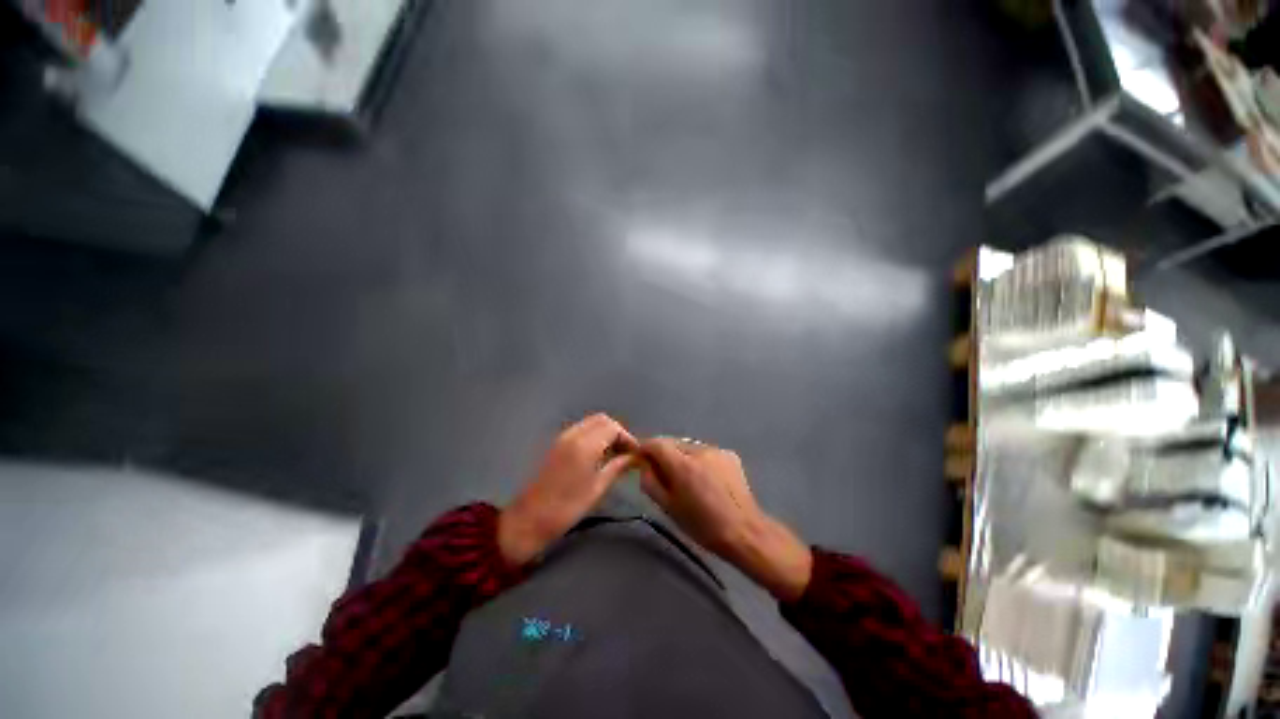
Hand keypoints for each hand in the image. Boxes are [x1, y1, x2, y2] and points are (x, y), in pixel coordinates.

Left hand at [498, 414, 638, 564]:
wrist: (529, 520)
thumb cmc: (567, 508)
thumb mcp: (597, 488)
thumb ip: (617, 467)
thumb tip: (634, 457)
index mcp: (585, 444)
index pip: (613, 427)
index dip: (628, 438)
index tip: (636, 454)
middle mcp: (573, 434)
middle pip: (602, 420)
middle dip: (617, 432)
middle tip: (626, 453)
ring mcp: (562, 437)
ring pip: (590, 423)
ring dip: (605, 433)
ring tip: (614, 455)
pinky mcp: (556, 444)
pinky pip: (580, 430)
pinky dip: (593, 436)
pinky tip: (598, 456)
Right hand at [638, 438, 811, 601]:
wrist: (744, 532)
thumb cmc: (702, 526)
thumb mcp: (669, 508)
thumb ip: (651, 482)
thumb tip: (644, 465)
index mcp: (683, 465)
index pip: (656, 443)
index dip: (645, 448)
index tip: (641, 459)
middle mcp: (699, 450)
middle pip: (673, 442)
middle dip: (664, 453)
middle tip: (663, 473)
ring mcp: (717, 450)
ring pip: (689, 446)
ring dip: (682, 456)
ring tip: (687, 478)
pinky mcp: (729, 454)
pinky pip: (706, 452)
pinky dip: (699, 460)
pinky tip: (706, 479)